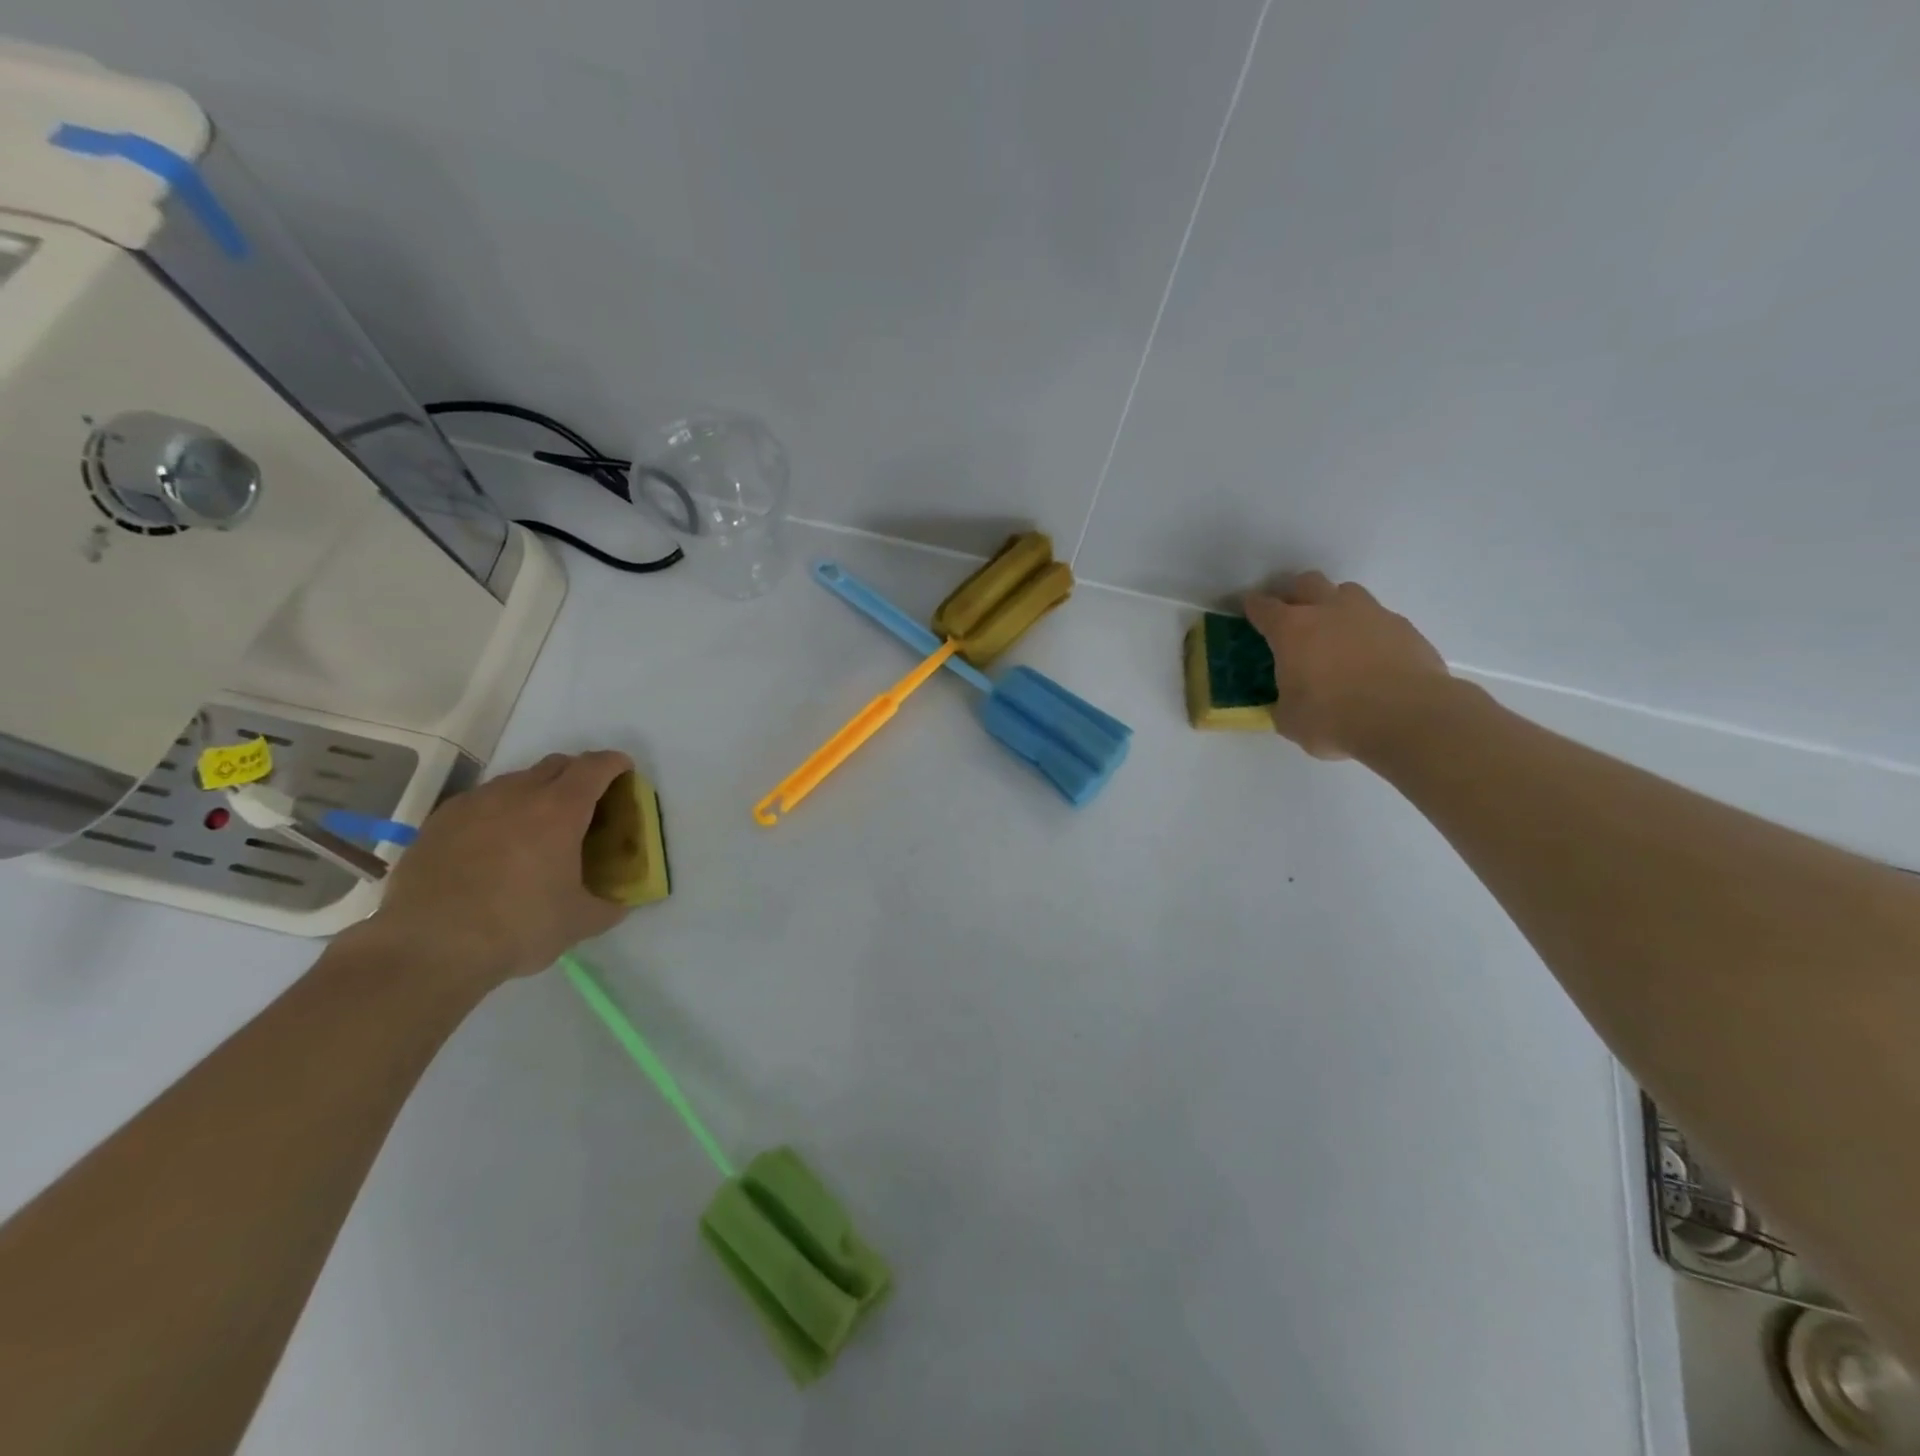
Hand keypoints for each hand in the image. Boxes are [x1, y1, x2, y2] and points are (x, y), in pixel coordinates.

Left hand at [361, 750, 633, 988]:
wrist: (428, 948)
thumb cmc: (518, 927)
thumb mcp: (580, 922)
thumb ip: (610, 905)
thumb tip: (623, 902)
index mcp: (560, 810)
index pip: (595, 767)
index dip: (615, 764)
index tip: (625, 772)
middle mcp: (517, 794)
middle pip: (556, 764)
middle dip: (578, 774)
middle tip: (588, 803)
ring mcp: (473, 804)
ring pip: (516, 780)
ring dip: (537, 791)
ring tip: (539, 826)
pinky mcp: (439, 821)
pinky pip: (481, 801)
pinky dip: (499, 810)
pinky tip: (495, 843)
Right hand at [1243, 573, 1450, 760]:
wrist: (1407, 717)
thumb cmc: (1334, 718)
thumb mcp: (1290, 719)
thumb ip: (1283, 702)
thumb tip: (1286, 703)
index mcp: (1291, 629)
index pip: (1263, 607)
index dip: (1252, 607)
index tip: (1249, 611)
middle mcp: (1329, 610)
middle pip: (1306, 582)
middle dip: (1295, 594)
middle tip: (1291, 616)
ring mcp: (1370, 614)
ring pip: (1346, 592)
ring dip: (1335, 605)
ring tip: (1334, 632)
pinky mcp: (1403, 627)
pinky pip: (1378, 619)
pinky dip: (1368, 631)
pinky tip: (1370, 656)